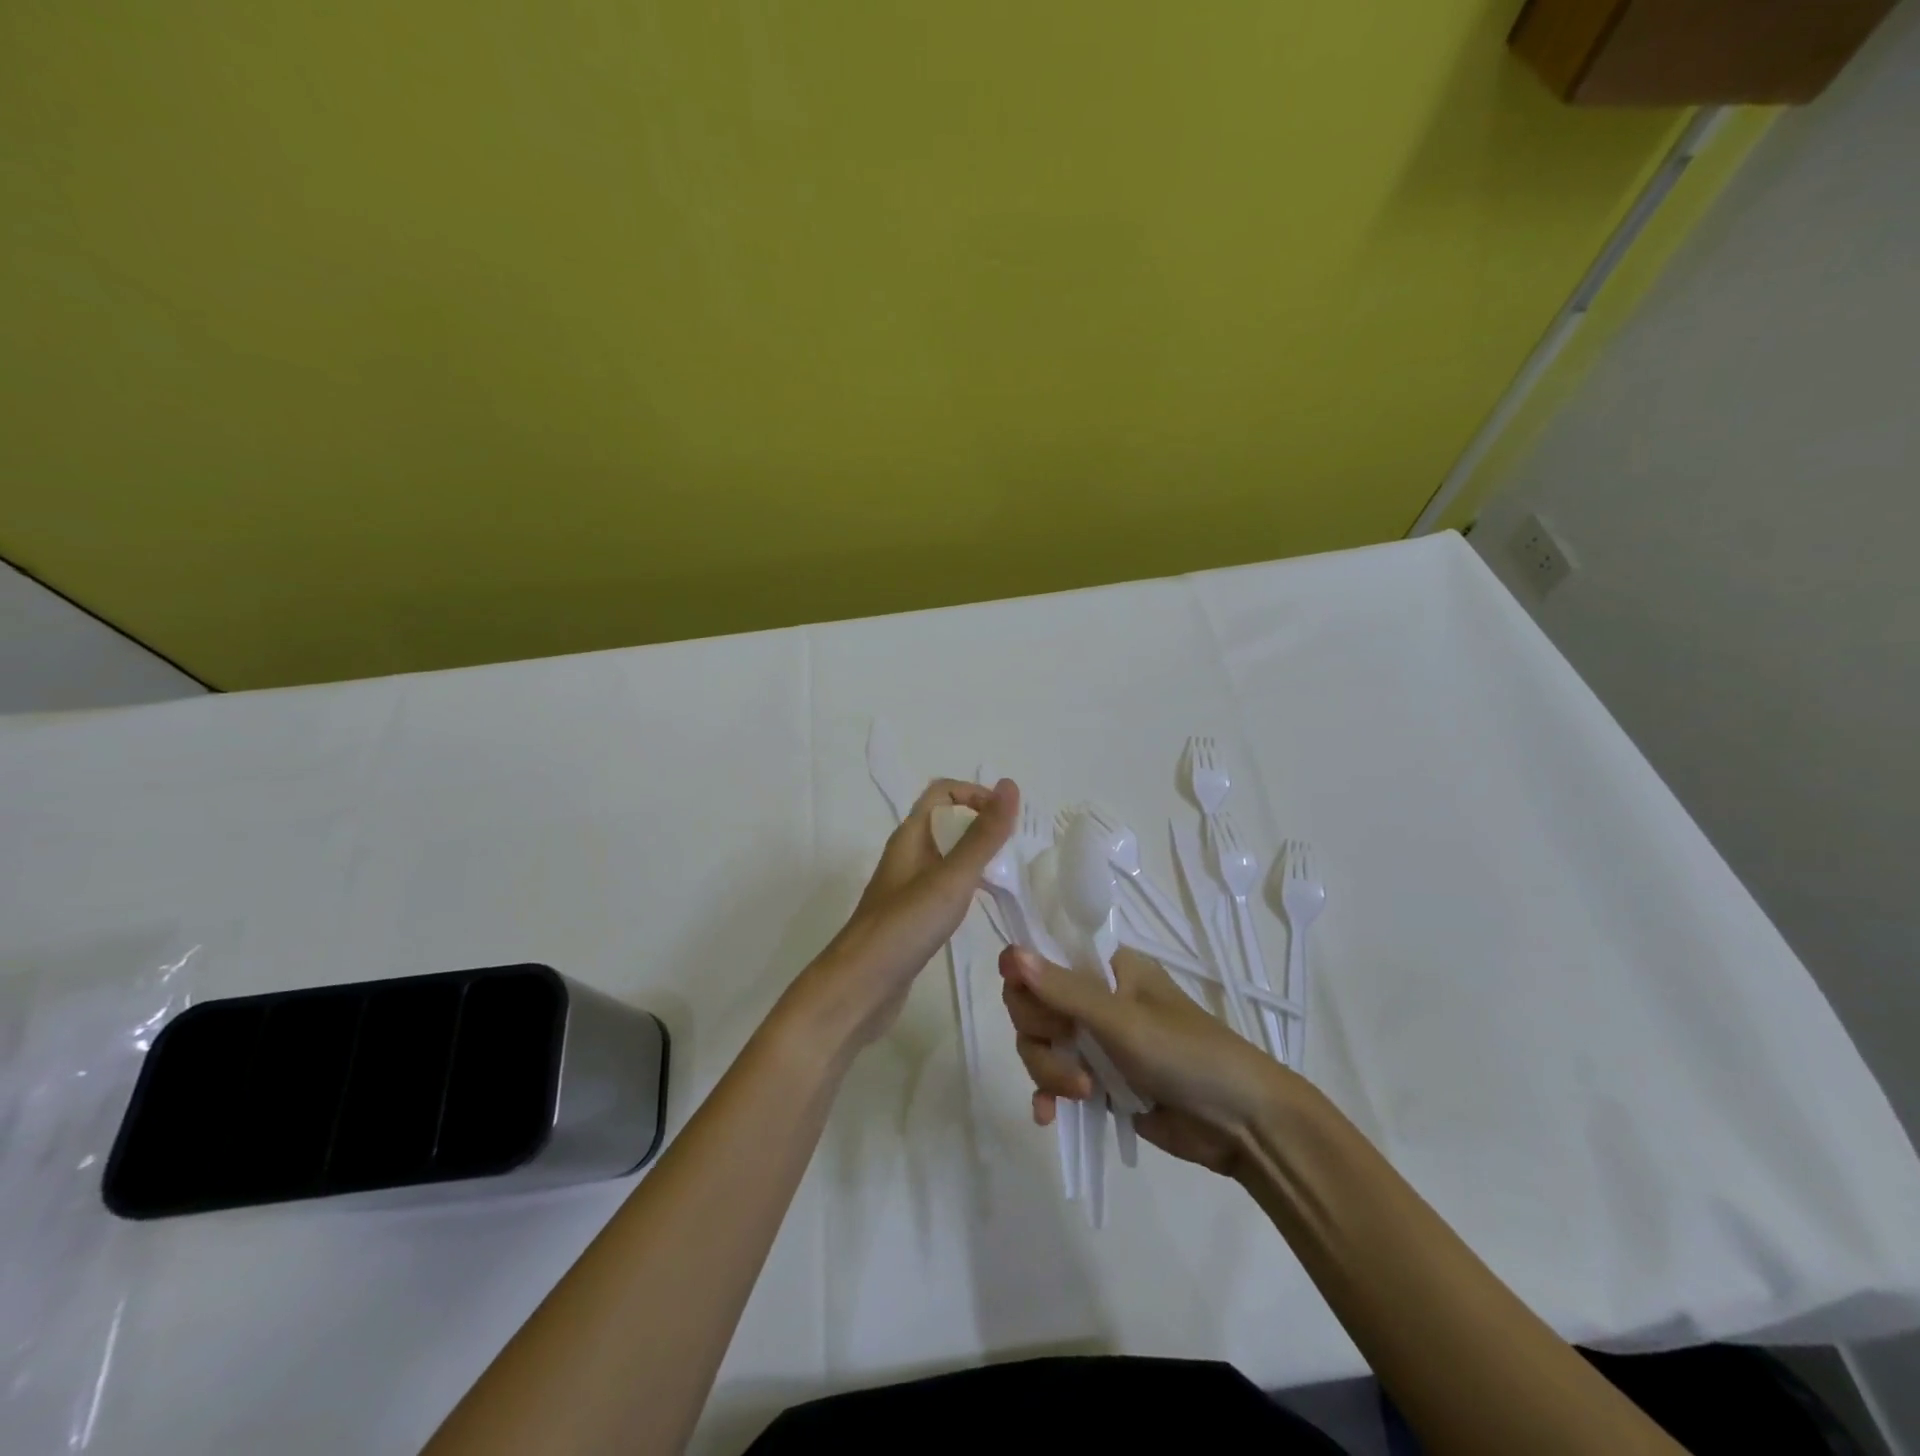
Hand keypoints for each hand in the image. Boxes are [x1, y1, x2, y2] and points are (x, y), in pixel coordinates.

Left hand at [791, 777, 1017, 1052]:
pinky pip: (944, 887)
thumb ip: (983, 835)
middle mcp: (907, 856)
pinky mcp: (911, 918)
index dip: (975, 794)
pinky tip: (984, 906)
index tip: (1007, 818)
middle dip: (982, 826)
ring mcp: (907, 889)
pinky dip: (968, 886)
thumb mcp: (951, 878)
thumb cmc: (904, 927)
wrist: (857, 990)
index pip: (942, 792)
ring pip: (947, 857)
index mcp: (910, 837)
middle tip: (1016, 849)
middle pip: (946, 823)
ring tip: (1009, 875)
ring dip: (977, 857)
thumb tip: (1010, 784)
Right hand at [999, 945, 1288, 1178]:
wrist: (1240, 1124)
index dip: (1027, 979)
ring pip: (1039, 1044)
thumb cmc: (1187, 1054)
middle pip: (1033, 1004)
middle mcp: (1095, 997)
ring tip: (1081, 1094)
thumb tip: (1009, 954)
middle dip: (1040, 1035)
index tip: (1032, 1006)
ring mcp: (1095, 1041)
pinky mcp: (1097, 1082)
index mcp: (1107, 967)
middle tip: (1068, 1053)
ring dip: (1048, 1070)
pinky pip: (1053, 1079)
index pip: (1044, 956)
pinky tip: (1049, 1117)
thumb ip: (1065, 991)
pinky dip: (1048, 1094)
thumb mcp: (1123, 1021)